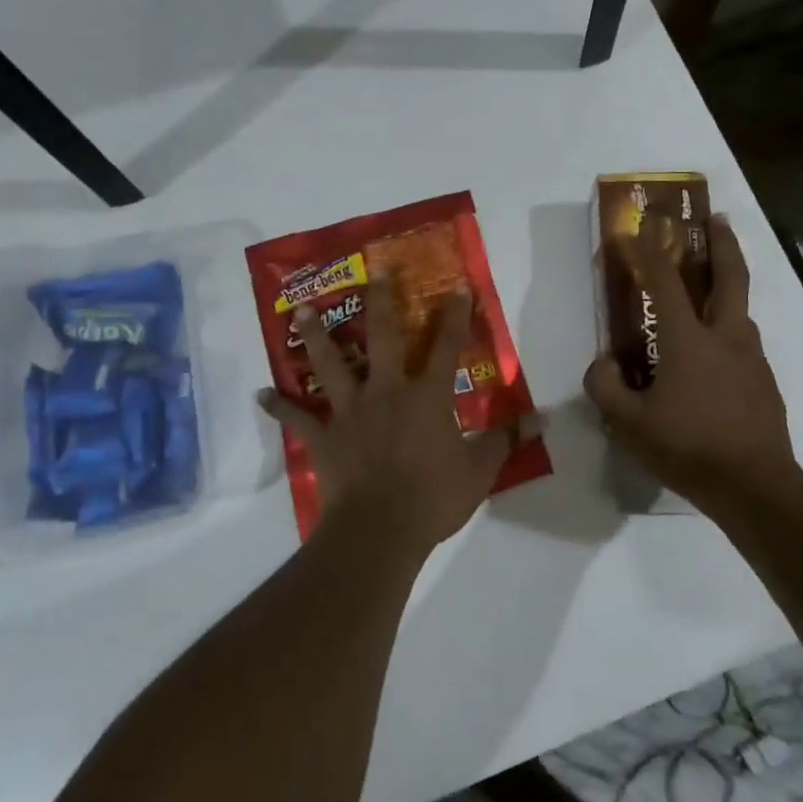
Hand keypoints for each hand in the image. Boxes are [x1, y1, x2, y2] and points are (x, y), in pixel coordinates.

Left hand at [259, 282, 526, 552]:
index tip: (456, 287)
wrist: (380, 529)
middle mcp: (387, 391)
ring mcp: (351, 411)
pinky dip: (278, 405)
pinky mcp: (324, 436)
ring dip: (316, 337)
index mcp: (426, 396)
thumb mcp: (479, 470)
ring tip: (302, 311)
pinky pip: (296, 417)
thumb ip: (507, 440)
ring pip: (331, 365)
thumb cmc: (433, 497)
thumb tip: (542, 418)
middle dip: (380, 302)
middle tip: (372, 272)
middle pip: (382, 338)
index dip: (454, 316)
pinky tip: (260, 393)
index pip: (446, 348)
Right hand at [583, 217, 800, 523]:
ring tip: (712, 284)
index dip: (651, 250)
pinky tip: (715, 350)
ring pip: (741, 309)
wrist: (757, 487)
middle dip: (723, 242)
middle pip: (731, 276)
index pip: (665, 282)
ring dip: (729, 284)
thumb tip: (604, 362)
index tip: (643, 224)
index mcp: (689, 340)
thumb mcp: (629, 423)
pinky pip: (743, 340)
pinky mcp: (765, 380)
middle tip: (716, 218)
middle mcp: (726, 337)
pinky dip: (729, 326)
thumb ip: (606, 386)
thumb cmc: (688, 449)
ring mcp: (752, 357)